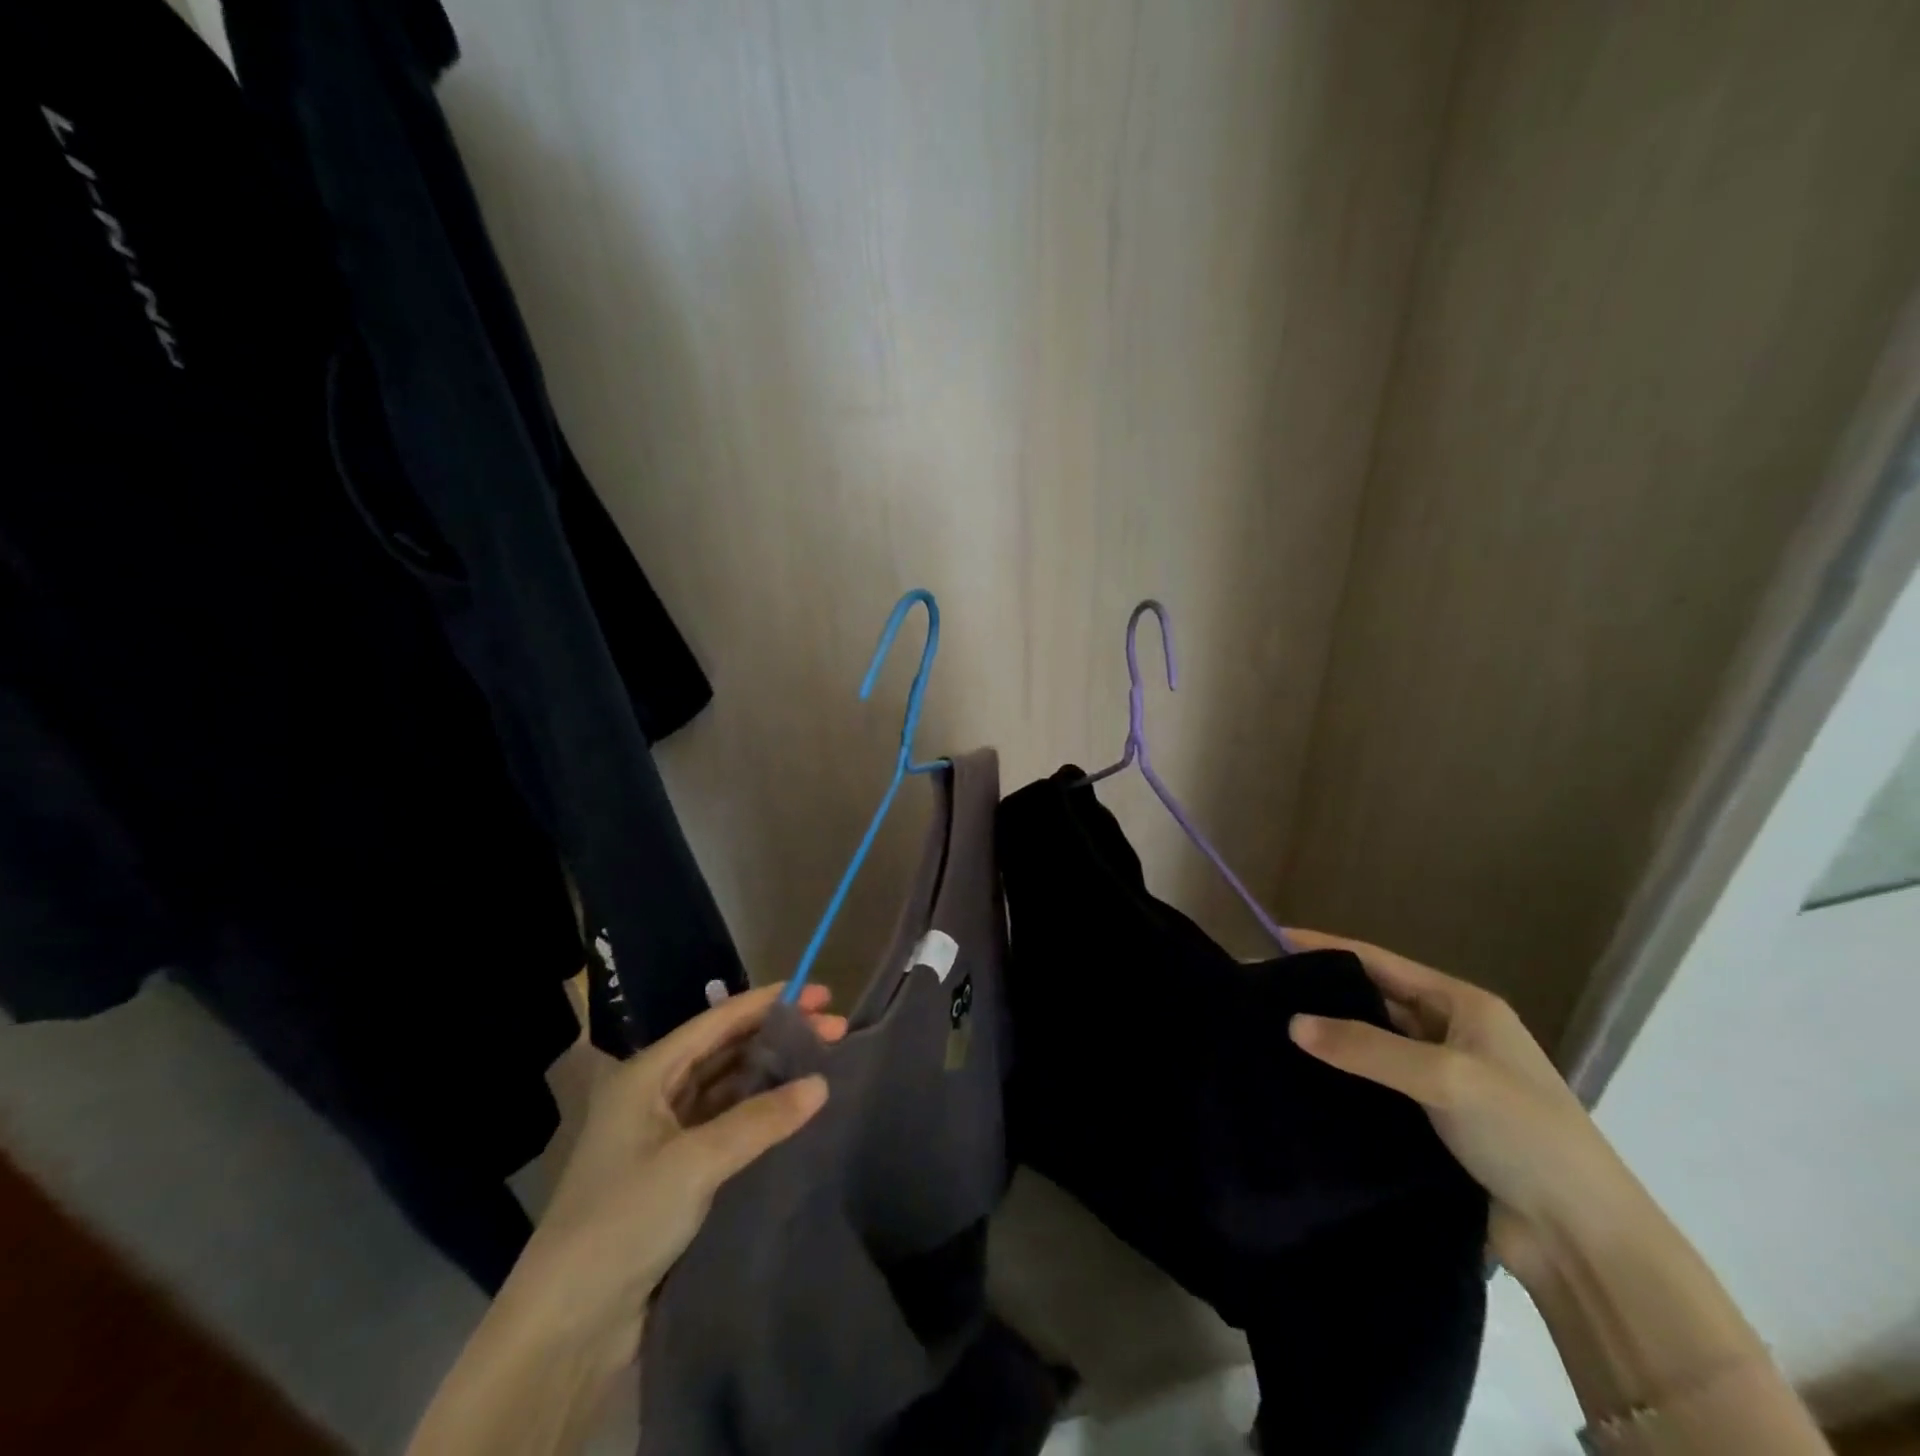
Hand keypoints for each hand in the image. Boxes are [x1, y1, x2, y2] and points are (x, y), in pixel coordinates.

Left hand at [408, 983, 839, 1455]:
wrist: (567, 1325)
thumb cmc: (622, 1221)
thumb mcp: (694, 1163)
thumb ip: (760, 1119)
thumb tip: (821, 1083)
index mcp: (647, 1074)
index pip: (718, 1021)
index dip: (769, 1002)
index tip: (819, 993)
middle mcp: (655, 1092)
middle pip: (726, 1049)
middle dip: (778, 1036)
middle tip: (834, 1030)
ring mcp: (665, 1132)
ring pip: (728, 1085)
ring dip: (770, 1071)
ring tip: (819, 1062)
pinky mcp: (676, 1170)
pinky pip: (726, 1122)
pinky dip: (757, 1110)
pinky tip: (789, 1109)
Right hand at [1284, 928, 1636, 1278]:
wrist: (1584, 1240)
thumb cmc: (1524, 1134)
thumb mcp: (1446, 1077)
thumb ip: (1366, 1047)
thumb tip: (1292, 1023)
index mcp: (1465, 1006)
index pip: (1382, 962)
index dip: (1329, 948)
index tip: (1276, 938)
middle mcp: (1453, 1035)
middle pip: (1375, 1001)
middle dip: (1325, 994)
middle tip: (1265, 992)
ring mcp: (1445, 1081)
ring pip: (1373, 1046)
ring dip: (1332, 1041)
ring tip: (1271, 1034)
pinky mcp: (1434, 1124)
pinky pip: (1377, 1087)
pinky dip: (1344, 1081)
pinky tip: (1304, 1082)